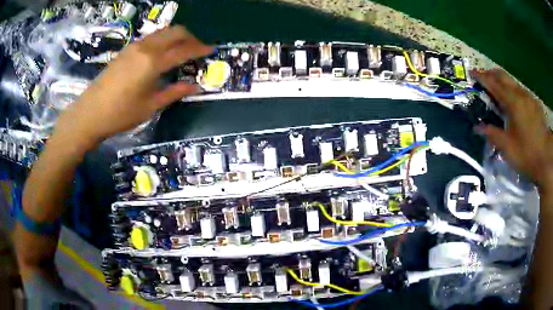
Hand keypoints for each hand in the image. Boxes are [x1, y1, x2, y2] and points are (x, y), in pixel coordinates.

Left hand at [55, 26, 211, 146]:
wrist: (90, 112)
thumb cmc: (121, 114)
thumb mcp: (150, 106)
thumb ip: (174, 93)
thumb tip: (195, 86)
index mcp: (153, 62)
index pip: (183, 50)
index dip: (200, 49)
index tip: (211, 49)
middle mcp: (146, 48)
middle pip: (175, 31)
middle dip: (190, 37)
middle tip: (196, 49)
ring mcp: (134, 46)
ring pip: (162, 32)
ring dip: (175, 37)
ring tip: (181, 49)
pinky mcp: (126, 49)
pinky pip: (151, 37)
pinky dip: (162, 40)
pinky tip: (161, 53)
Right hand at [473, 68, 552, 191]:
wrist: (547, 160)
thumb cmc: (527, 154)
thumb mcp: (508, 148)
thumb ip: (492, 134)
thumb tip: (477, 128)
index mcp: (513, 102)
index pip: (494, 84)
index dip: (482, 77)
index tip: (471, 72)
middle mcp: (521, 94)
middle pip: (503, 76)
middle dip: (491, 74)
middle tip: (483, 77)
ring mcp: (529, 98)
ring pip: (513, 82)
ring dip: (503, 82)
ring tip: (497, 89)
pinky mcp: (535, 105)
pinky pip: (521, 91)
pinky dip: (513, 90)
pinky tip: (514, 101)